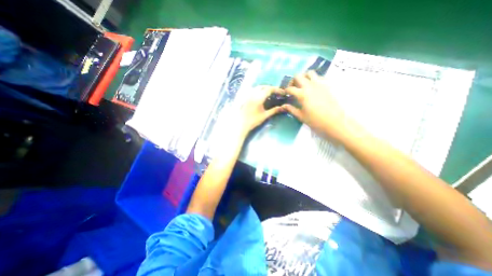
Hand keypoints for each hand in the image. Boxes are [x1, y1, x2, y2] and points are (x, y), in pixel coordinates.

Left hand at [235, 87, 282, 133]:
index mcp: (258, 98)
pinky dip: (258, 91)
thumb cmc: (253, 120)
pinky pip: (253, 91)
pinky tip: (260, 96)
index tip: (282, 93)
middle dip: (271, 88)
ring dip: (264, 88)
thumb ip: (274, 110)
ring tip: (269, 93)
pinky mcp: (245, 98)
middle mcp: (253, 94)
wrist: (241, 124)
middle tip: (276, 93)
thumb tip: (282, 107)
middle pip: (263, 87)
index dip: (277, 90)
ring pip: (257, 88)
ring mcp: (248, 95)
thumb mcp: (265, 116)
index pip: (269, 89)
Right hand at [283, 71, 347, 140]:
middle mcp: (310, 86)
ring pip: (310, 73)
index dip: (286, 90)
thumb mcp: (301, 116)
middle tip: (293, 87)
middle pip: (298, 76)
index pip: (290, 88)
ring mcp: (320, 84)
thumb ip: (291, 109)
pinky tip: (315, 87)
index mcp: (302, 94)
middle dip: (293, 81)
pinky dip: (315, 79)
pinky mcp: (328, 85)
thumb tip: (283, 106)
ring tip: (304, 85)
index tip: (285, 94)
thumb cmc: (316, 121)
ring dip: (304, 77)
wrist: (335, 121)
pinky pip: (320, 77)